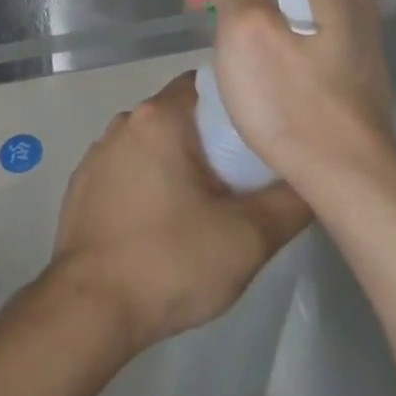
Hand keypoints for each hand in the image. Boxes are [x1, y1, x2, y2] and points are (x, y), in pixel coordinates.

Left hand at [47, 72, 310, 354]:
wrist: (90, 308)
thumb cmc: (170, 262)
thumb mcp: (248, 238)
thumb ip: (290, 202)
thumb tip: (313, 177)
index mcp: (159, 118)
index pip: (207, 86)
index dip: (239, 107)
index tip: (262, 137)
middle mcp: (124, 123)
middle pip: (180, 116)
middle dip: (212, 141)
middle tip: (244, 180)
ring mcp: (97, 153)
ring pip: (153, 144)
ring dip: (180, 164)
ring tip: (209, 206)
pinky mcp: (82, 184)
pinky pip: (127, 169)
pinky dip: (149, 183)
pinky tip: (164, 223)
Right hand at [199, 0, 395, 183]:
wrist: (347, 176)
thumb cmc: (290, 99)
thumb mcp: (245, 30)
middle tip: (206, 9)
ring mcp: (355, 29)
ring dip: (254, 4)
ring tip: (225, 38)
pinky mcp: (350, 60)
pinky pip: (305, 25)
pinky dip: (275, 28)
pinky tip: (257, 61)